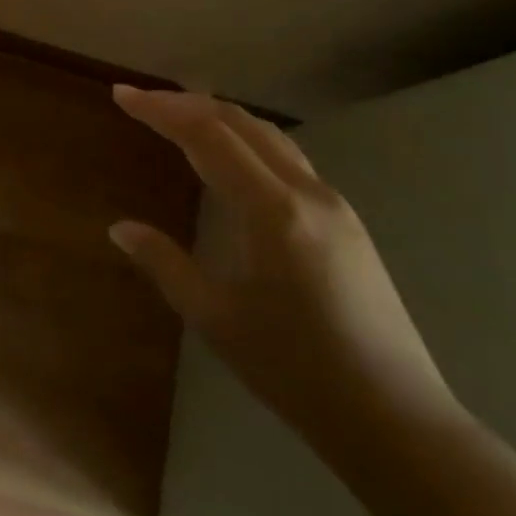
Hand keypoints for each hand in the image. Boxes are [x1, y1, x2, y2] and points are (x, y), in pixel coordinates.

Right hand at [110, 86, 460, 463]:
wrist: (395, 419)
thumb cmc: (295, 370)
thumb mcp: (215, 318)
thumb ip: (164, 264)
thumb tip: (120, 228)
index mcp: (272, 212)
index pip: (207, 137)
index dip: (161, 110)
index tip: (121, 96)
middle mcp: (307, 194)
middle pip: (240, 123)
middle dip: (186, 103)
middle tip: (141, 100)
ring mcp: (334, 205)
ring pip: (269, 136)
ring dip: (219, 117)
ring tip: (177, 116)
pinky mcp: (347, 223)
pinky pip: (288, 159)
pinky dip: (246, 140)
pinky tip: (228, 158)